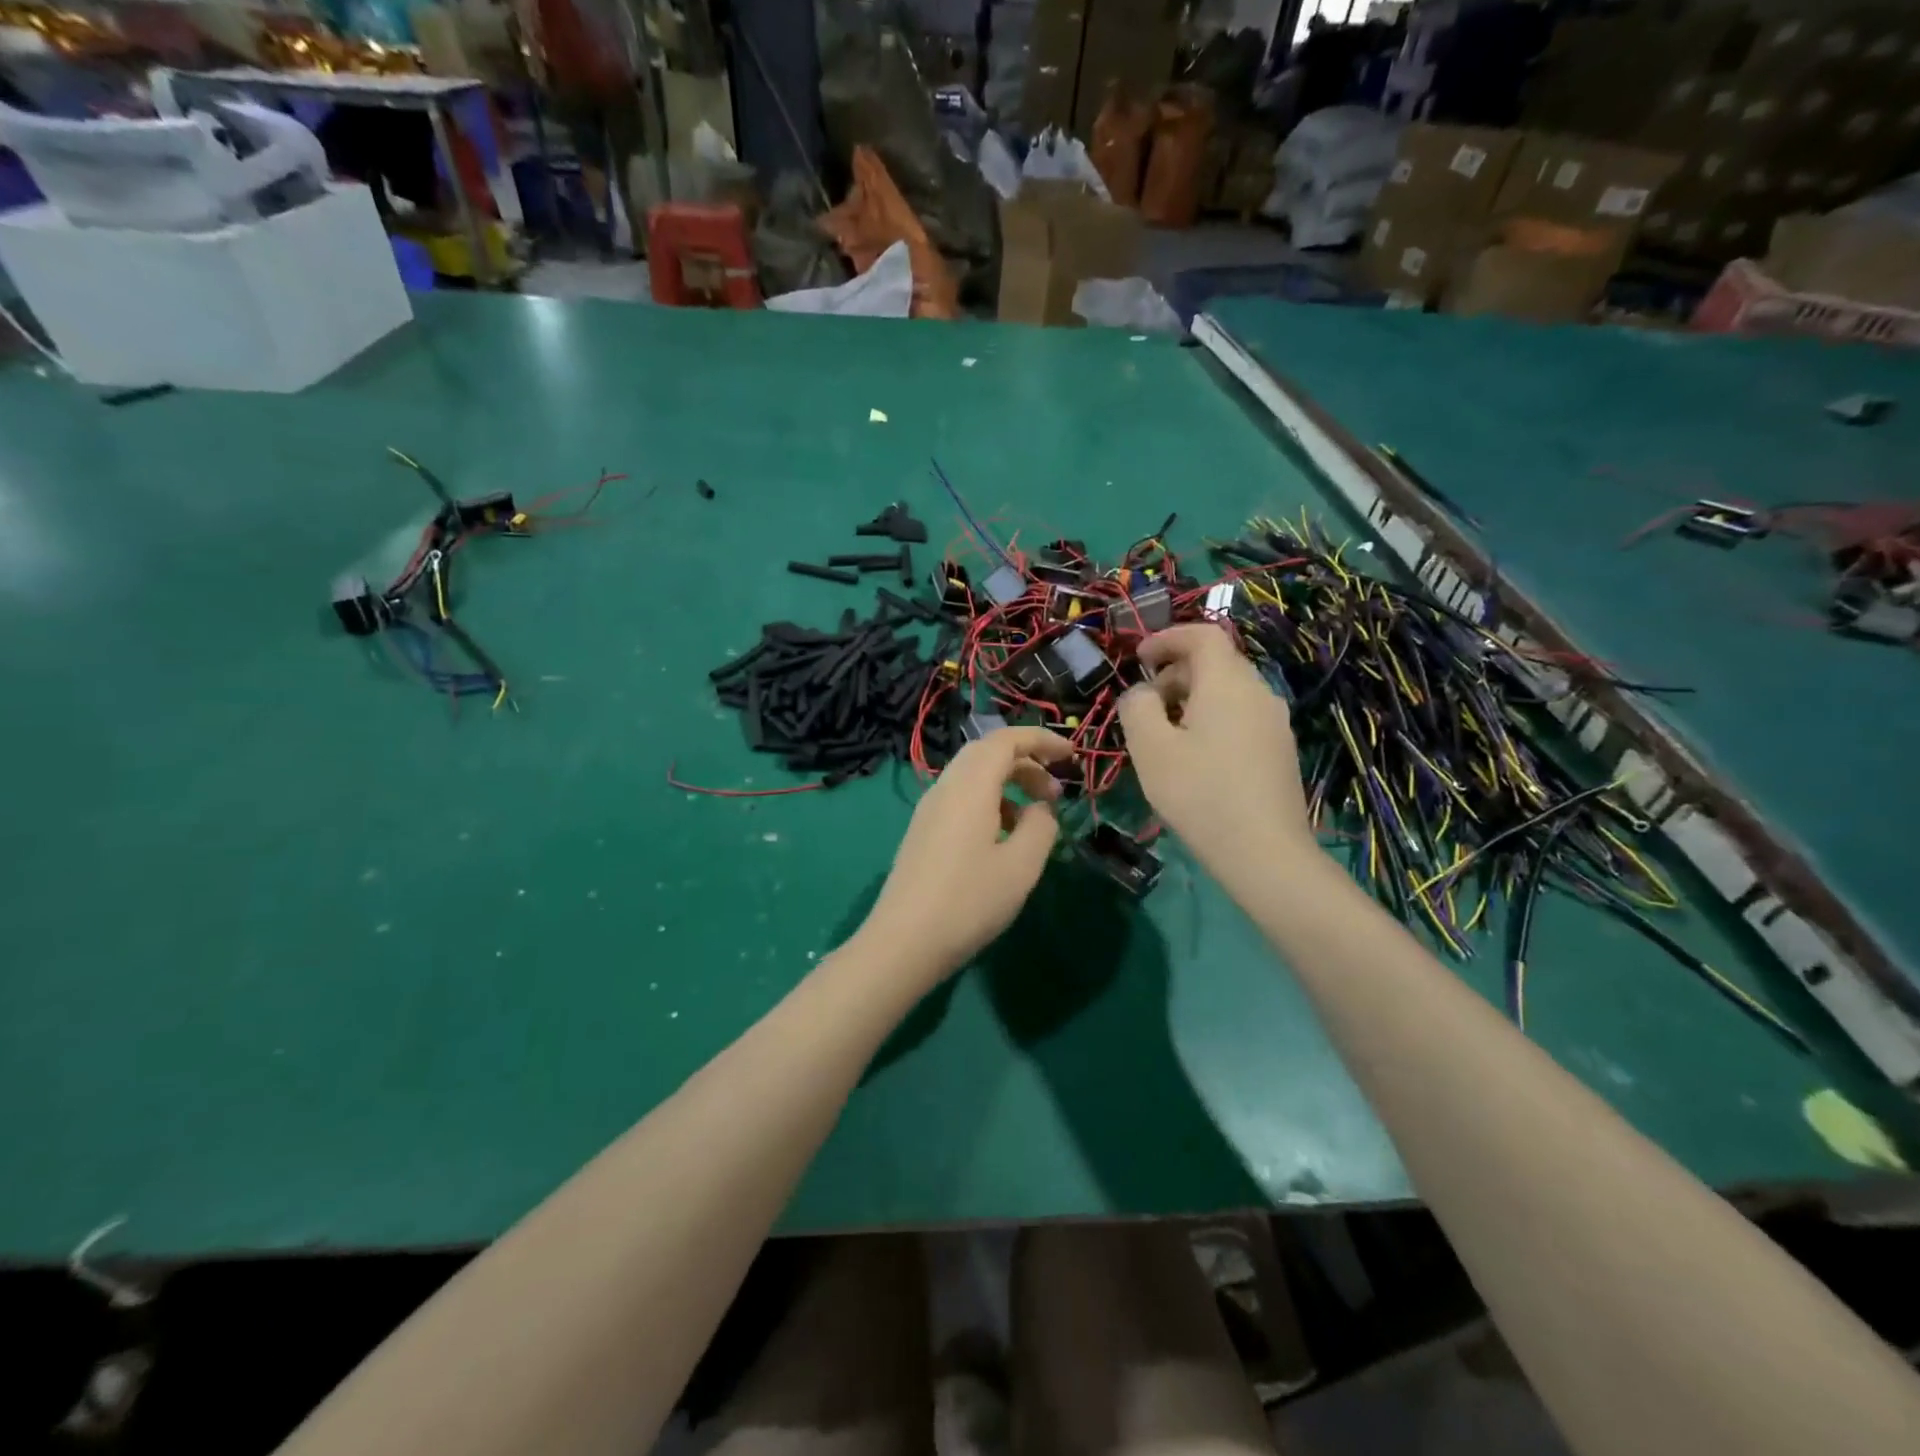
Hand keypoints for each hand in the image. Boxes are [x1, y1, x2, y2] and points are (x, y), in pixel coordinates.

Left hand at [858, 727, 1073, 981]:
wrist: (904, 942)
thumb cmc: (969, 901)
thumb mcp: (1021, 866)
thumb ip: (1041, 826)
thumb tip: (1041, 809)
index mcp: (970, 786)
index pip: (1006, 740)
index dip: (1041, 740)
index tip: (1071, 756)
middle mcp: (945, 787)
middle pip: (987, 753)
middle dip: (1026, 762)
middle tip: (1056, 792)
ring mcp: (929, 810)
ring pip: (973, 776)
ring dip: (1008, 784)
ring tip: (1036, 818)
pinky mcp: (923, 832)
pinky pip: (961, 799)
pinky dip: (990, 802)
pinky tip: (1004, 839)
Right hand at [1117, 624, 1311, 868]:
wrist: (1265, 852)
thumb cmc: (1199, 794)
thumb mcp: (1150, 748)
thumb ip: (1137, 707)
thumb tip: (1142, 693)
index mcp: (1227, 683)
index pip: (1203, 635)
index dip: (1168, 637)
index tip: (1139, 659)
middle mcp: (1258, 692)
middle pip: (1217, 662)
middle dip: (1176, 673)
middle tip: (1145, 705)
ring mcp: (1275, 722)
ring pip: (1229, 691)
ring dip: (1192, 698)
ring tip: (1165, 735)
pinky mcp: (1280, 749)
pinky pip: (1241, 716)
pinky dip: (1212, 719)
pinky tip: (1196, 757)